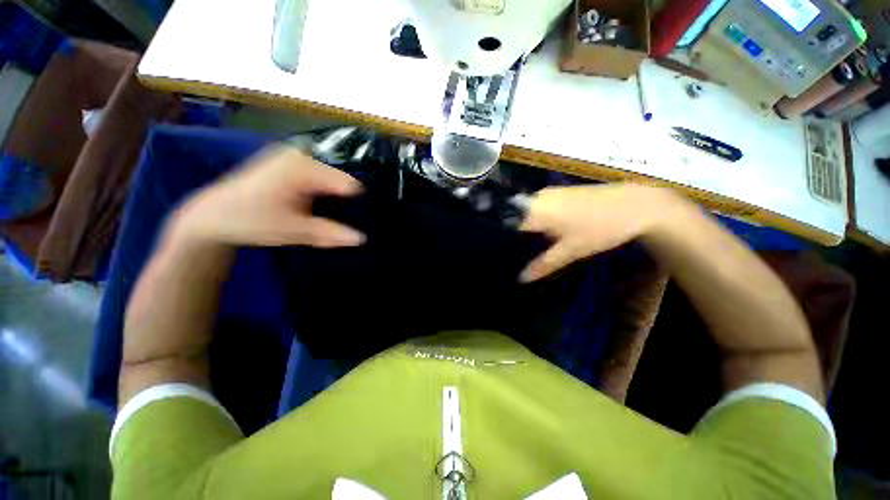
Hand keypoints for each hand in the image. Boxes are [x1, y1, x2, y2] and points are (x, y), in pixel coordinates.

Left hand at [173, 145, 364, 247]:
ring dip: (336, 198)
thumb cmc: (251, 221)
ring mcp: (294, 156)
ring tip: (332, 215)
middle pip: (341, 179)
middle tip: (346, 222)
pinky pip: (320, 176)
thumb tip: (363, 238)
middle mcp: (301, 154)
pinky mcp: (290, 161)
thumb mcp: (294, 230)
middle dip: (347, 201)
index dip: (358, 203)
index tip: (362, 221)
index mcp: (303, 167)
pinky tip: (318, 206)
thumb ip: (330, 233)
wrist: (213, 215)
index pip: (348, 183)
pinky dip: (324, 192)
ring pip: (331, 178)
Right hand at [519, 183, 680, 282]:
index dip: (503, 240)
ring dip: (525, 227)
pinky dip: (535, 220)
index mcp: (534, 210)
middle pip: (515, 217)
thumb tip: (521, 279)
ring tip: (525, 246)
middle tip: (514, 254)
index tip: (502, 254)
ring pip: (526, 212)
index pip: (507, 224)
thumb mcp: (571, 251)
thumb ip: (543, 265)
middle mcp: (536, 198)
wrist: (635, 204)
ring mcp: (547, 193)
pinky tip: (542, 233)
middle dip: (514, 235)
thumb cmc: (600, 228)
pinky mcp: (558, 192)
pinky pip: (537, 207)